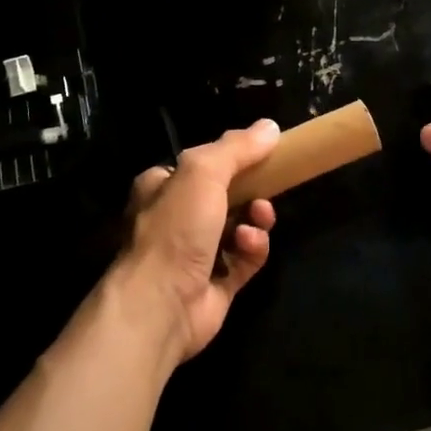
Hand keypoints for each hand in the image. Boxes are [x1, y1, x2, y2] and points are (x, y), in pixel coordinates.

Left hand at [116, 121, 280, 364]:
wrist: (160, 304)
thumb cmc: (175, 229)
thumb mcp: (203, 173)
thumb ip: (236, 148)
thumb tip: (270, 127)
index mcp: (162, 188)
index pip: (200, 165)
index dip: (231, 159)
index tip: (262, 155)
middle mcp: (175, 220)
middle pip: (225, 196)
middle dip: (251, 192)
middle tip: (267, 190)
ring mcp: (195, 254)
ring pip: (239, 228)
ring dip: (255, 220)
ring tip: (258, 219)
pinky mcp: (216, 284)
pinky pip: (244, 260)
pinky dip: (253, 250)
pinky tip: (249, 246)